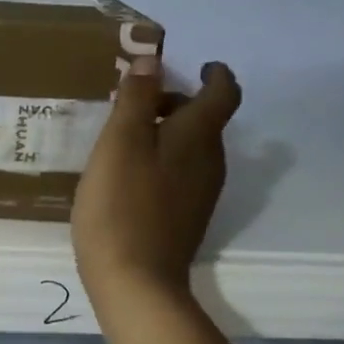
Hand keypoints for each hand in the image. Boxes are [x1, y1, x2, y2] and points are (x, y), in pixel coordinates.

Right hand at [73, 56, 241, 303]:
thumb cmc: (122, 206)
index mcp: (199, 137)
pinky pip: (181, 177)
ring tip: (126, 140)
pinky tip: (129, 179)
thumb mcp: (120, 143)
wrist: (136, 282)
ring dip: (167, 136)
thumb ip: (136, 99)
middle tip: (138, 104)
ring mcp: (201, 195)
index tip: (200, 66)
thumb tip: (152, 60)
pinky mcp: (186, 220)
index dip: (215, 74)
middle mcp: (210, 162)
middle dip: (178, 105)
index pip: (223, 93)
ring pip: (192, 151)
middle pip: (205, 122)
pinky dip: (163, 163)